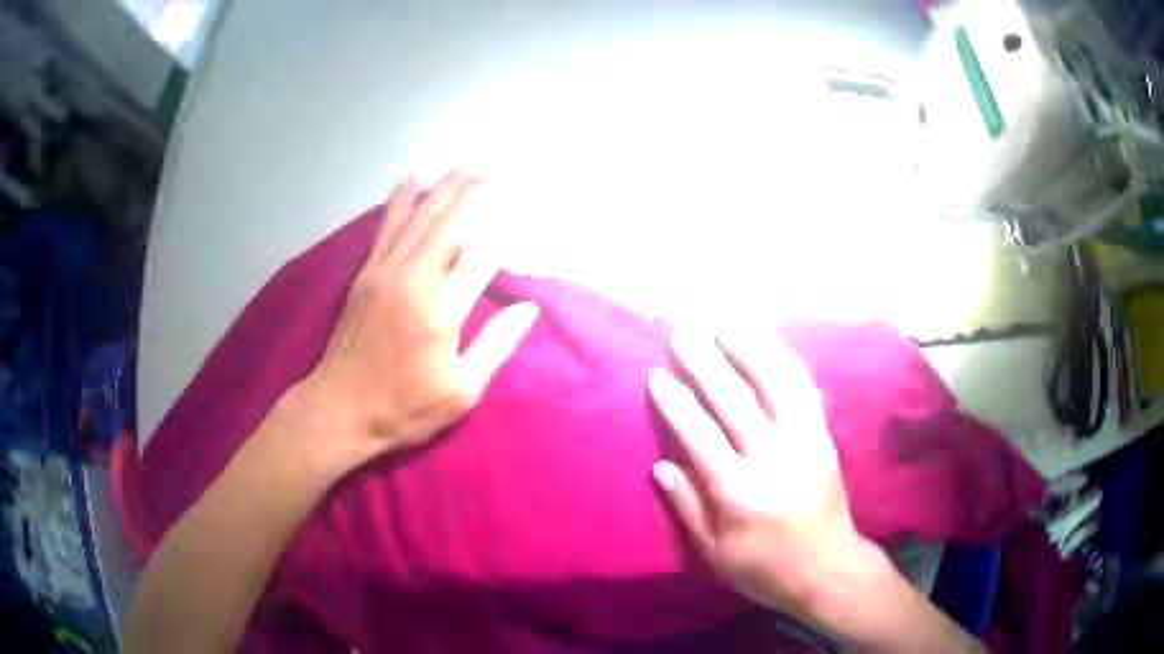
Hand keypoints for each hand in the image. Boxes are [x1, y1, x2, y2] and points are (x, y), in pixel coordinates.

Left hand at [299, 171, 538, 471]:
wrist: (340, 408)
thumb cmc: (404, 407)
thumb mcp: (461, 390)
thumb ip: (497, 345)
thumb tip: (529, 308)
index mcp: (442, 311)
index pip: (481, 257)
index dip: (502, 229)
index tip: (519, 206)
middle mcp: (414, 279)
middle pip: (450, 224)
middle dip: (475, 194)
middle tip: (496, 171)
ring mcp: (385, 271)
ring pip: (421, 217)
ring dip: (444, 188)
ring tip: (465, 166)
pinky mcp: (367, 272)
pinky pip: (388, 225)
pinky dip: (403, 198)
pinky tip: (414, 177)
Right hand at [649, 329, 871, 623]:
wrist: (829, 569)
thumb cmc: (765, 567)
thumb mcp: (715, 553)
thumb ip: (688, 507)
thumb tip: (660, 466)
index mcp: (739, 494)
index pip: (701, 437)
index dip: (677, 404)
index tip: (657, 376)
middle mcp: (772, 461)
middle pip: (735, 403)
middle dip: (706, 364)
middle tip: (683, 333)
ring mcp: (804, 445)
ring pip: (777, 386)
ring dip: (750, 349)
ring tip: (727, 322)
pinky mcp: (824, 439)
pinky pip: (806, 392)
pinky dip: (787, 363)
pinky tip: (771, 344)